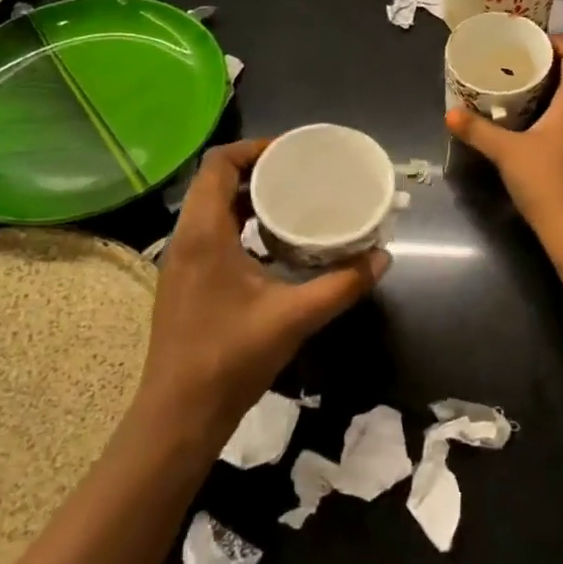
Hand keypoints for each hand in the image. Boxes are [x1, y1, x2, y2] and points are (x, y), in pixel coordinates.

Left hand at [137, 140, 388, 440]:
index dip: (254, 148)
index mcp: (204, 233)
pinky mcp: (185, 282)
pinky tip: (273, 246)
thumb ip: (343, 284)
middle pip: (215, 182)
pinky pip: (211, 234)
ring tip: (292, 203)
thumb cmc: (231, 357)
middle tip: (300, 175)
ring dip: (248, 199)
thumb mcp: (295, 316)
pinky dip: (240, 225)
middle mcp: (186, 238)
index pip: (219, 164)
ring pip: (211, 209)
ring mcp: (181, 262)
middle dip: (257, 171)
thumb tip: (383, 257)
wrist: (179, 415)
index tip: (292, 152)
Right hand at [446, 35, 562, 249]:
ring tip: (529, 100)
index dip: (559, 42)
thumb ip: (478, 131)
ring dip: (562, 95)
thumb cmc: (548, 185)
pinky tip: (545, 136)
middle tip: (522, 71)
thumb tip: (450, 114)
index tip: (532, 46)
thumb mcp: (507, 154)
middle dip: (555, 68)